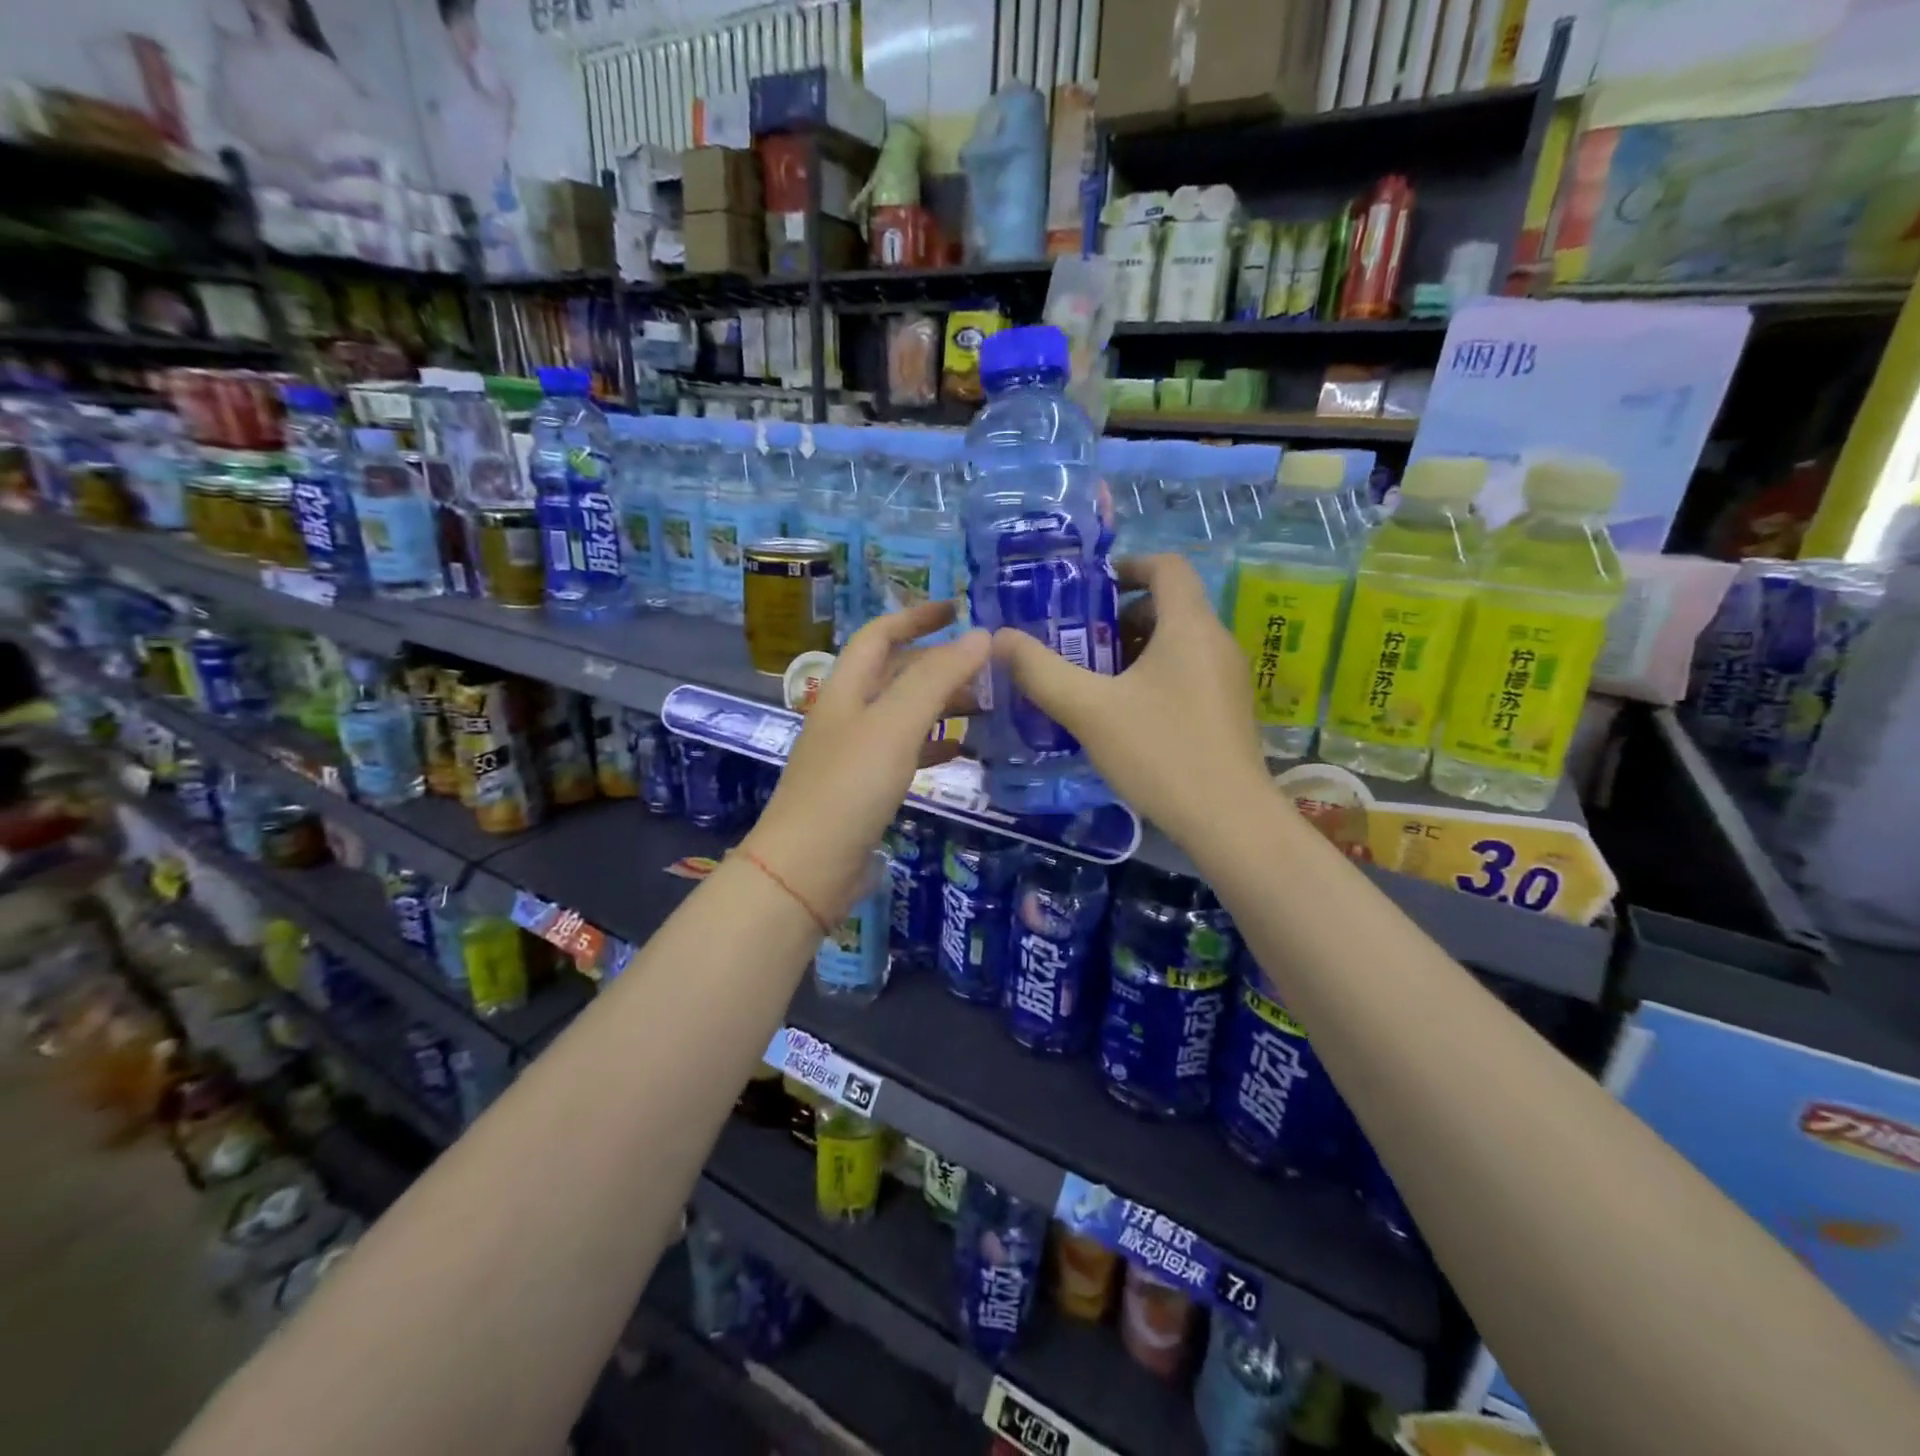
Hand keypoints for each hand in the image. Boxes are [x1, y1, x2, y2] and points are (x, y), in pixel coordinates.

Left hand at [745, 602, 988, 921]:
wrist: (809, 867)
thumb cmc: (849, 786)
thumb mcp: (895, 724)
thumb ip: (937, 678)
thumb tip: (980, 635)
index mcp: (846, 689)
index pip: (880, 634)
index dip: (917, 616)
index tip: (959, 608)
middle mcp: (848, 714)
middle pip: (895, 673)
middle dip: (939, 663)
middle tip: (987, 668)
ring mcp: (855, 753)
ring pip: (904, 714)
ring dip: (941, 704)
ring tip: (985, 707)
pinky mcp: (865, 789)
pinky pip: (905, 753)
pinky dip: (934, 744)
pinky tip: (961, 751)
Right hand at [992, 554, 1272, 847]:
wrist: (1228, 821)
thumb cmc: (1160, 752)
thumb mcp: (1089, 710)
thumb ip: (1040, 671)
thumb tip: (998, 638)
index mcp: (1190, 626)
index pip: (1167, 566)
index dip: (1127, 566)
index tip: (1088, 588)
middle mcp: (1216, 642)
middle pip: (1168, 605)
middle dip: (1119, 616)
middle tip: (1076, 641)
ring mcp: (1226, 678)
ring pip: (1176, 643)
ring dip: (1133, 650)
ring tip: (1091, 679)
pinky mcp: (1226, 710)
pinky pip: (1186, 672)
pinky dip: (1152, 676)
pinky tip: (1121, 714)